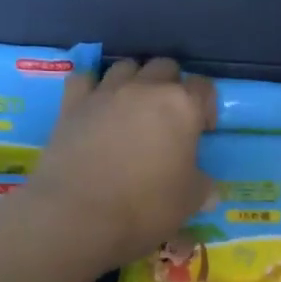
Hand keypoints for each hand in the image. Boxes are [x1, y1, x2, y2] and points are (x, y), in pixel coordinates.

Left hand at [26, 57, 215, 268]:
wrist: (78, 215)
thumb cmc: (145, 207)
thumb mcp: (189, 202)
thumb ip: (203, 188)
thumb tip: (208, 190)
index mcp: (182, 106)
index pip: (204, 88)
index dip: (207, 106)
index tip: (202, 130)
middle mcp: (145, 88)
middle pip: (165, 67)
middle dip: (172, 86)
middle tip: (169, 118)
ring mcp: (106, 92)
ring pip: (126, 66)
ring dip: (135, 80)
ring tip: (133, 109)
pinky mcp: (72, 104)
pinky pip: (84, 79)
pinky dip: (92, 87)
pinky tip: (95, 106)